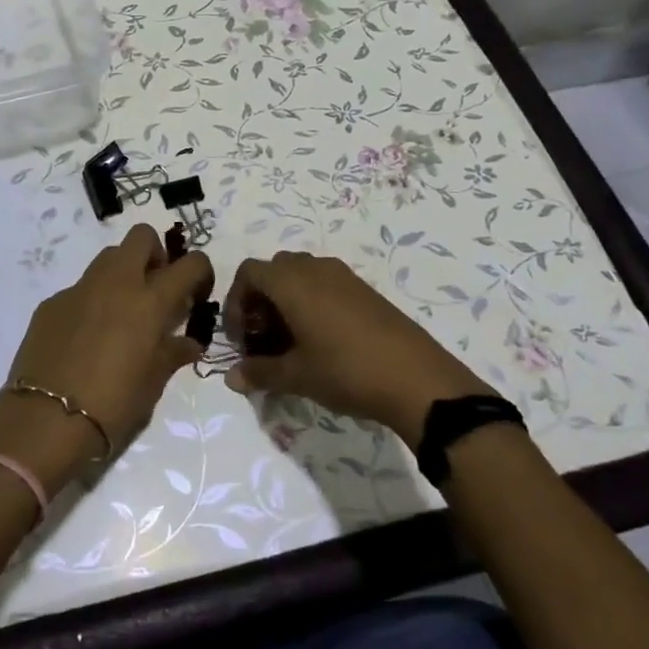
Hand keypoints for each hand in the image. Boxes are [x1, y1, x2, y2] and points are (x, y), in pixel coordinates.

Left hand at [0, 225, 212, 491]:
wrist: (45, 420)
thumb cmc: (112, 405)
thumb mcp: (152, 384)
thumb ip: (172, 354)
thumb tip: (188, 343)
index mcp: (149, 302)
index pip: (189, 263)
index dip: (200, 271)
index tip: (196, 293)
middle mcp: (115, 284)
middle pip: (141, 237)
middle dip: (155, 254)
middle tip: (155, 290)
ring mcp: (78, 290)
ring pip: (108, 258)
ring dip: (122, 273)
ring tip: (122, 314)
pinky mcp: (51, 304)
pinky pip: (79, 290)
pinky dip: (91, 302)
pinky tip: (85, 337)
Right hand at [224, 252, 493, 448]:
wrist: (417, 379)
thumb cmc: (345, 371)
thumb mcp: (296, 376)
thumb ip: (259, 372)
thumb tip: (231, 378)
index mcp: (292, 282)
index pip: (248, 273)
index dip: (236, 303)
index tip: (241, 339)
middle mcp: (315, 269)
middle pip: (274, 271)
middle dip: (260, 301)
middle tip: (263, 339)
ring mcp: (344, 276)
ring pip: (301, 276)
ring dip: (286, 302)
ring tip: (291, 342)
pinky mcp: (365, 290)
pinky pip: (325, 284)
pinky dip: (311, 303)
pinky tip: (321, 341)